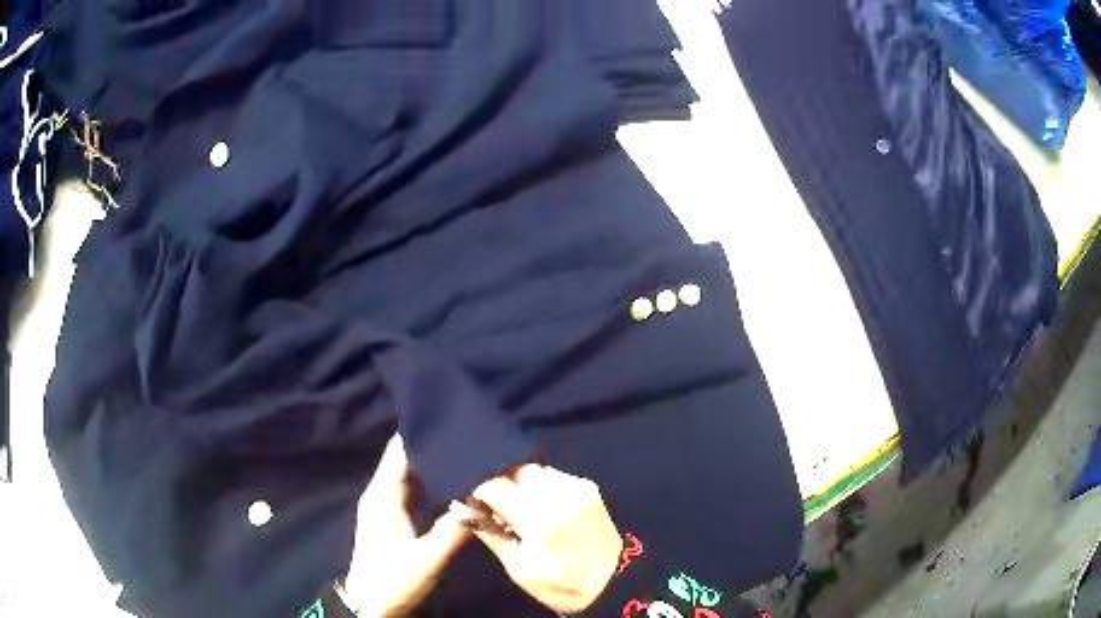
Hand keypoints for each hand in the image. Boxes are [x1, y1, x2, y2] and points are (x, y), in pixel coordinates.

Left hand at [341, 435, 470, 616]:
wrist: (372, 605)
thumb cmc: (394, 580)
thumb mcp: (427, 558)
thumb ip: (454, 529)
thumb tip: (483, 499)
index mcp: (383, 495)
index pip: (400, 450)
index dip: (422, 431)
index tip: (452, 417)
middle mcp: (381, 493)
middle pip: (406, 458)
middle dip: (432, 444)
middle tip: (469, 433)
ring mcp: (386, 506)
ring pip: (410, 473)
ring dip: (433, 462)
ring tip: (466, 450)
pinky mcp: (393, 518)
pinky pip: (412, 489)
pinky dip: (431, 481)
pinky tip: (453, 481)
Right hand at [468, 465, 623, 613]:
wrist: (611, 583)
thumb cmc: (559, 583)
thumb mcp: (518, 568)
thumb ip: (490, 535)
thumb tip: (463, 511)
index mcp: (540, 519)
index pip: (495, 486)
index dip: (479, 494)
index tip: (476, 506)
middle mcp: (560, 495)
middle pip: (515, 472)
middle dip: (501, 486)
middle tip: (497, 507)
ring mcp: (578, 487)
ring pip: (535, 471)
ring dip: (521, 484)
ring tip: (519, 506)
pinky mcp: (589, 487)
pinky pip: (554, 475)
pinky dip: (541, 485)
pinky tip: (540, 505)